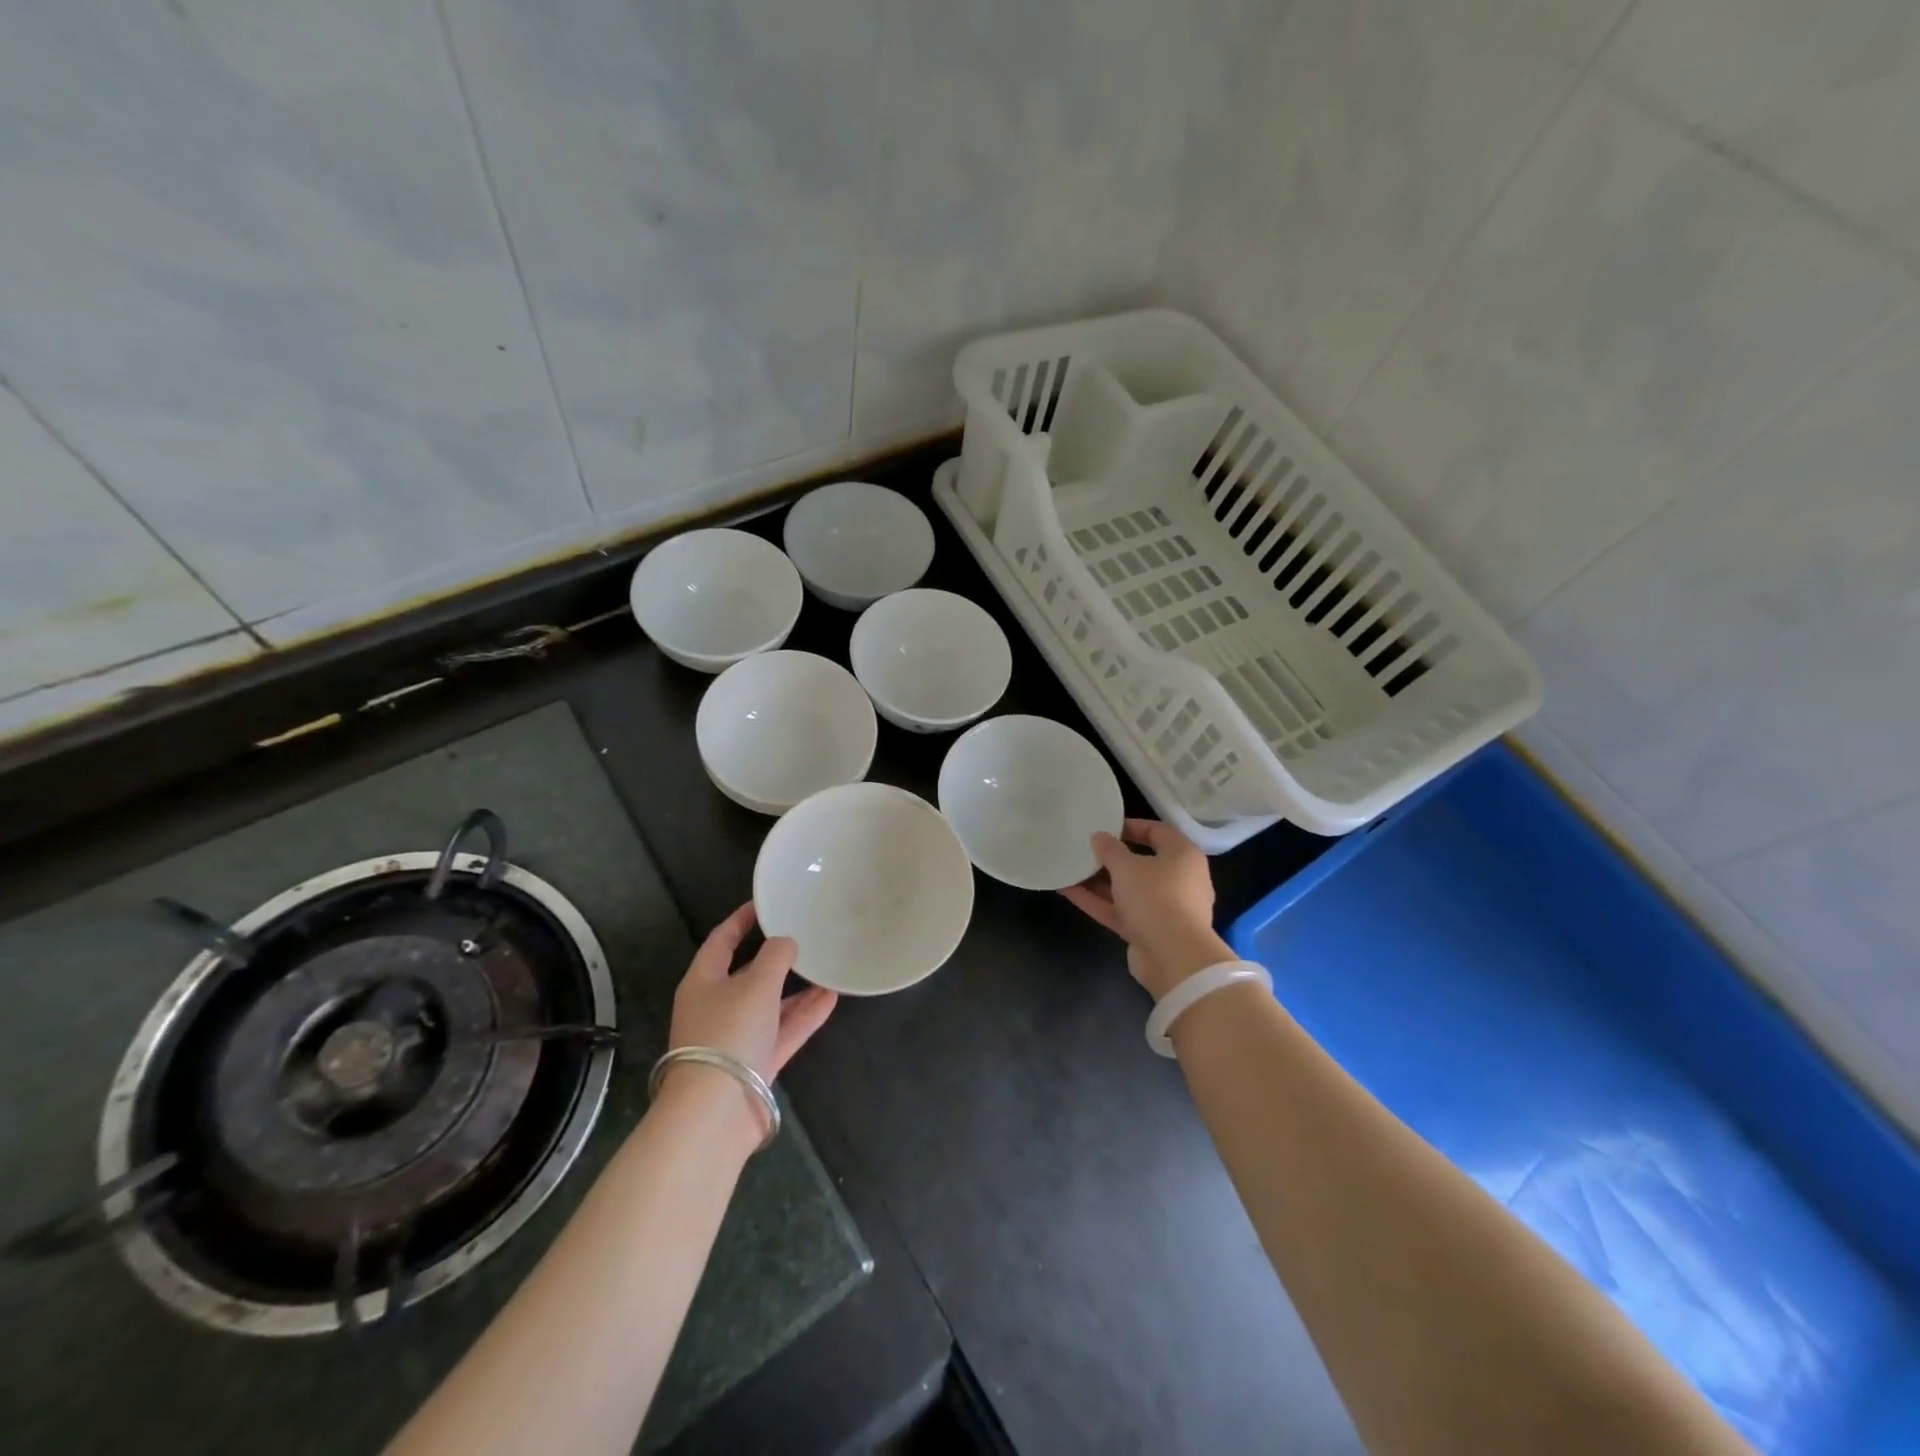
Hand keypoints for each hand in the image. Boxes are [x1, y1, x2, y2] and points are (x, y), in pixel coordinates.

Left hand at [667, 901, 837, 1082]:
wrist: (716, 1112)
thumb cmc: (729, 1033)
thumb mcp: (756, 984)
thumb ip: (776, 956)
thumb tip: (786, 943)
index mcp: (703, 982)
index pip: (722, 940)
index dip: (742, 919)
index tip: (766, 903)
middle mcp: (717, 1006)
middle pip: (748, 973)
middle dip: (776, 956)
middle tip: (804, 934)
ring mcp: (737, 1037)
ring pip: (770, 1004)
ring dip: (797, 987)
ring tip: (826, 965)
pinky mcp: (756, 1063)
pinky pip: (783, 1030)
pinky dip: (804, 1015)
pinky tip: (831, 997)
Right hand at [1060, 819, 1231, 999]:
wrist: (1173, 958)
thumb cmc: (1155, 898)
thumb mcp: (1127, 866)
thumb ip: (1110, 849)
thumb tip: (1099, 837)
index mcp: (1183, 856)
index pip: (1158, 832)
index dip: (1131, 826)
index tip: (1104, 826)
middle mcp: (1177, 880)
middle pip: (1141, 863)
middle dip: (1110, 857)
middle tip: (1084, 848)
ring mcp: (1163, 908)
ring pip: (1127, 889)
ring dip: (1099, 881)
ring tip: (1070, 868)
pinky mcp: (1148, 931)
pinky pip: (1120, 910)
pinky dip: (1097, 901)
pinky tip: (1068, 891)